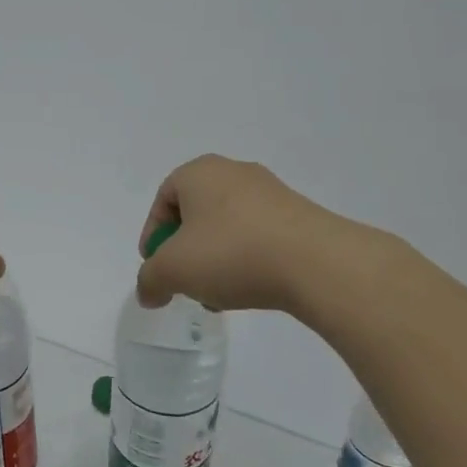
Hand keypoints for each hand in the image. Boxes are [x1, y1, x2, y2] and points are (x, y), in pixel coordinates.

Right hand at [136, 155, 382, 318]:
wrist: (318, 263)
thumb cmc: (232, 253)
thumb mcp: (173, 270)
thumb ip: (150, 280)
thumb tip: (148, 292)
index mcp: (199, 172)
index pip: (163, 200)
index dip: (153, 236)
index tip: (156, 268)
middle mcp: (234, 172)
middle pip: (195, 213)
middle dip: (185, 251)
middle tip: (185, 281)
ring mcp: (271, 192)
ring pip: (227, 227)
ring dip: (215, 259)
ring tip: (219, 294)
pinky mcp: (299, 215)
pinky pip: (258, 235)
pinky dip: (246, 259)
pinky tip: (251, 288)